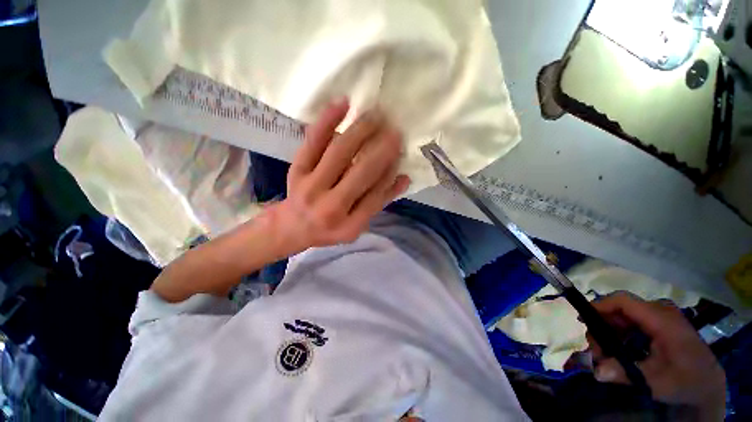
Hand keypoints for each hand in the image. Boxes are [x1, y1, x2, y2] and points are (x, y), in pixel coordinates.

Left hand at [267, 99, 409, 254]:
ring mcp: (311, 186)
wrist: (292, 226)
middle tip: (396, 129)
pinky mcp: (297, 169)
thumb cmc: (330, 227)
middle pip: (361, 172)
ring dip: (362, 130)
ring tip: (377, 115)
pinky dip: (328, 121)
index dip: (390, 172)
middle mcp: (330, 207)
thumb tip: (404, 178)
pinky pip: (313, 141)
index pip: (376, 195)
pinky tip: (343, 103)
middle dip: (383, 148)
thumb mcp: (357, 224)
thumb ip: (379, 202)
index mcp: (349, 225)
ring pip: (340, 152)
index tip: (400, 152)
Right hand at [588, 293, 725, 419]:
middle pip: (620, 308)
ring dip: (609, 330)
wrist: (708, 385)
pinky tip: (617, 349)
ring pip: (623, 314)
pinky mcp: (659, 323)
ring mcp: (660, 316)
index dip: (600, 306)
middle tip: (595, 349)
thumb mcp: (657, 382)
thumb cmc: (685, 381)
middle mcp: (660, 311)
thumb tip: (597, 372)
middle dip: (602, 325)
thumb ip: (627, 374)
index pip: (623, 301)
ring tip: (605, 353)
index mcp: (662, 319)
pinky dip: (619, 333)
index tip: (584, 321)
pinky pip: (631, 321)